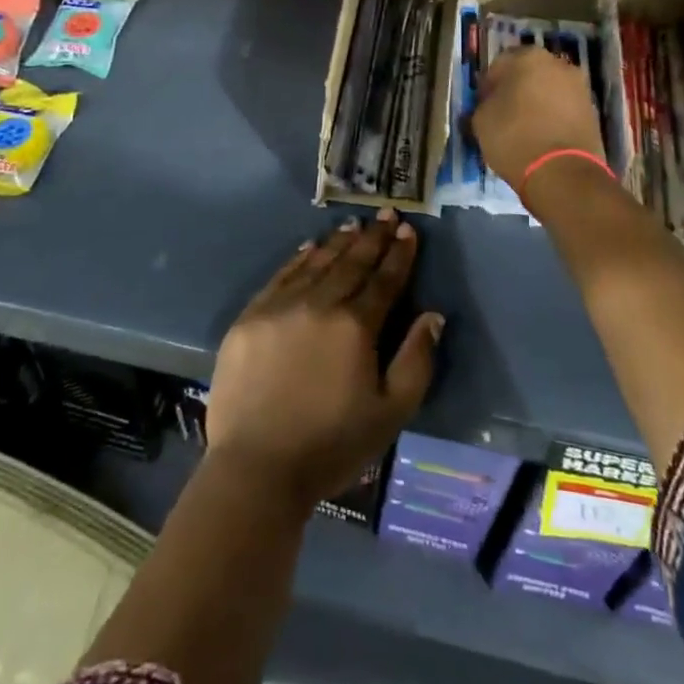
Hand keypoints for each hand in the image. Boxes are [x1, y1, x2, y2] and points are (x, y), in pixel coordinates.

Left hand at [205, 212, 443, 509]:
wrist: (256, 468)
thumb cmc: (332, 445)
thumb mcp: (391, 413)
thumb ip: (416, 361)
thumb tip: (432, 316)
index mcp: (355, 326)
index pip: (384, 280)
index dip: (399, 255)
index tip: (409, 231)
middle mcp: (319, 304)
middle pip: (352, 263)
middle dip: (373, 238)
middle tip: (387, 215)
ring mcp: (280, 306)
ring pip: (317, 263)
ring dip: (339, 242)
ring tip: (355, 225)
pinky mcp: (250, 316)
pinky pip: (281, 276)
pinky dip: (299, 259)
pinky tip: (310, 247)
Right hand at [472, 45, 607, 183]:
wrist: (563, 173)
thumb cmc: (515, 137)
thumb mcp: (481, 120)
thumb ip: (484, 104)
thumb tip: (490, 104)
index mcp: (527, 57)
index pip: (498, 65)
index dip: (487, 86)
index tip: (482, 105)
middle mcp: (557, 64)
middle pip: (528, 74)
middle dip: (515, 90)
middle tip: (502, 114)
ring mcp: (579, 86)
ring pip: (548, 90)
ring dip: (535, 103)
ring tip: (523, 128)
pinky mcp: (592, 110)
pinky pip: (564, 108)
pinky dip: (553, 117)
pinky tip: (542, 137)